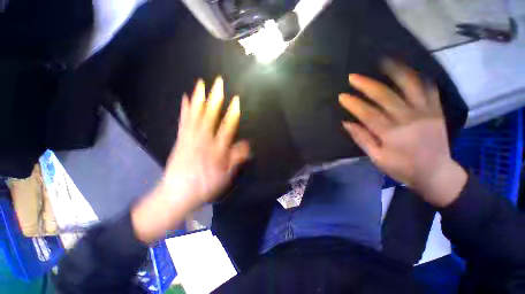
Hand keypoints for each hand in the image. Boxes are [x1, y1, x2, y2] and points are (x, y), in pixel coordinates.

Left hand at [132, 77, 249, 243]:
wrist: (177, 194)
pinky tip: (185, 98)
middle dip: (215, 98)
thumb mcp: (225, 176)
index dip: (232, 113)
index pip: (227, 127)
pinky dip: (184, 109)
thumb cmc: (205, 186)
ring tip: (201, 84)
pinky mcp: (180, 139)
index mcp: (216, 149)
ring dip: (199, 98)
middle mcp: (203, 140)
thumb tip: (247, 144)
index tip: (236, 100)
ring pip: (195, 115)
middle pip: (210, 116)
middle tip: (218, 82)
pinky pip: (182, 121)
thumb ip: (236, 158)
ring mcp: (189, 138)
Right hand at [339, 61, 466, 206]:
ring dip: (395, 72)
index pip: (368, 114)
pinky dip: (419, 78)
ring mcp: (426, 112)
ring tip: (383, 62)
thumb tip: (347, 123)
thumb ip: (362, 139)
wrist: (437, 173)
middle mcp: (410, 119)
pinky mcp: (437, 111)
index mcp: (392, 134)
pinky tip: (409, 71)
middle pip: (386, 96)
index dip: (354, 104)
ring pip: (410, 87)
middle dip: (366, 85)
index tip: (342, 96)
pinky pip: (429, 89)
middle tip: (353, 77)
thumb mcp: (378, 158)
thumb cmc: (403, 168)